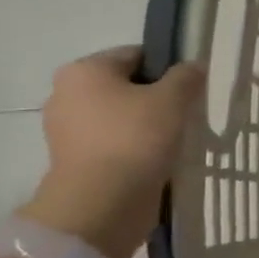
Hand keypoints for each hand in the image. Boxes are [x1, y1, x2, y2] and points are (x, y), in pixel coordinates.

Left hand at [19, 47, 205, 257]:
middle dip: (155, 99)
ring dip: (146, 125)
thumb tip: (193, 67)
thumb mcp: (173, 99)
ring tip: (174, 141)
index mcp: (84, 70)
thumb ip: (186, 77)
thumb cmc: (136, 139)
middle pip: (125, 86)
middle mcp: (66, 93)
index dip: (168, 69)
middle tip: (185, 116)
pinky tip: (156, 159)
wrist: (102, 202)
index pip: (136, 55)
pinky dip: (133, 148)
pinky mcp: (73, 159)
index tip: (191, 90)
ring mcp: (65, 129)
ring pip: (119, 116)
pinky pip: (112, 143)